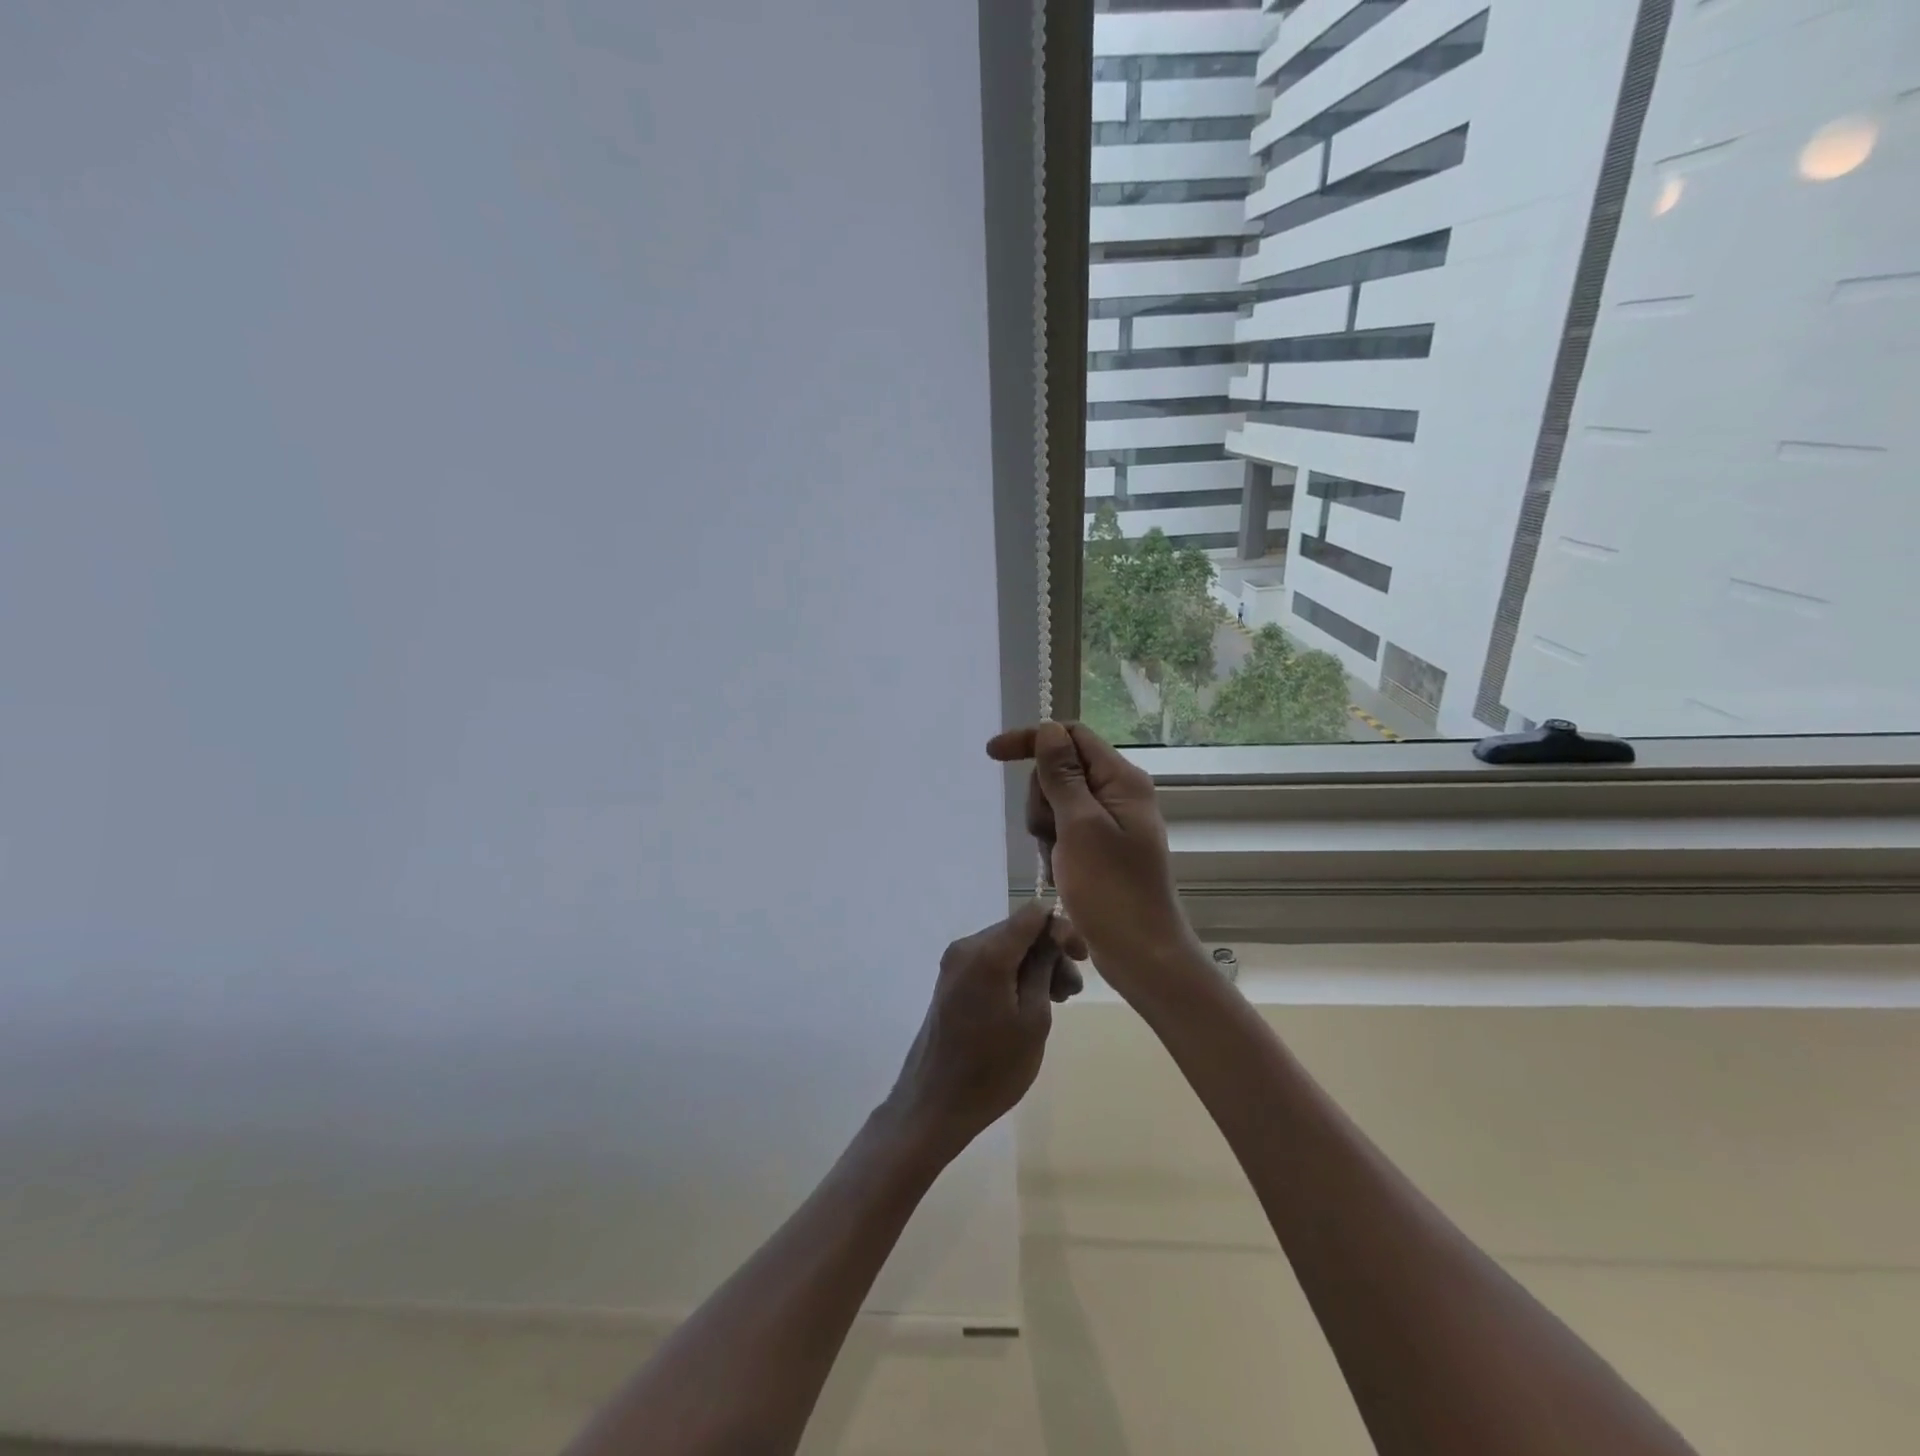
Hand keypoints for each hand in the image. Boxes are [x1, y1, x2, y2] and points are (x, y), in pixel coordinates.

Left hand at [886, 902, 1084, 1153]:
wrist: (935, 1104)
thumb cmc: (993, 1068)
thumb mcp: (1034, 1019)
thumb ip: (1045, 967)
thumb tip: (1054, 934)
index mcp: (987, 953)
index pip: (1032, 914)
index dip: (1061, 927)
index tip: (1081, 957)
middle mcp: (966, 947)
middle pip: (1019, 931)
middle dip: (1050, 953)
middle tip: (1072, 991)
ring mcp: (954, 963)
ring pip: (1007, 947)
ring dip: (1035, 966)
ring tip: (1057, 1001)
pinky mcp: (951, 980)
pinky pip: (991, 963)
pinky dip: (1014, 974)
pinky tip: (1030, 1003)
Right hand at [986, 721, 1200, 992]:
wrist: (1141, 953)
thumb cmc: (1111, 890)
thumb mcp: (1080, 826)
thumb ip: (1062, 775)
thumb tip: (1048, 729)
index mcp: (1121, 780)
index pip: (1072, 736)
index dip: (1032, 740)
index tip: (992, 755)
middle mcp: (1119, 793)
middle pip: (1060, 769)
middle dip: (1042, 797)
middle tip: (1049, 833)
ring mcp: (1110, 822)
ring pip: (1056, 801)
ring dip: (1045, 826)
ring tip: (1058, 859)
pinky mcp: (1101, 847)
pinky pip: (1064, 829)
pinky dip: (1054, 846)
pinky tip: (1061, 871)